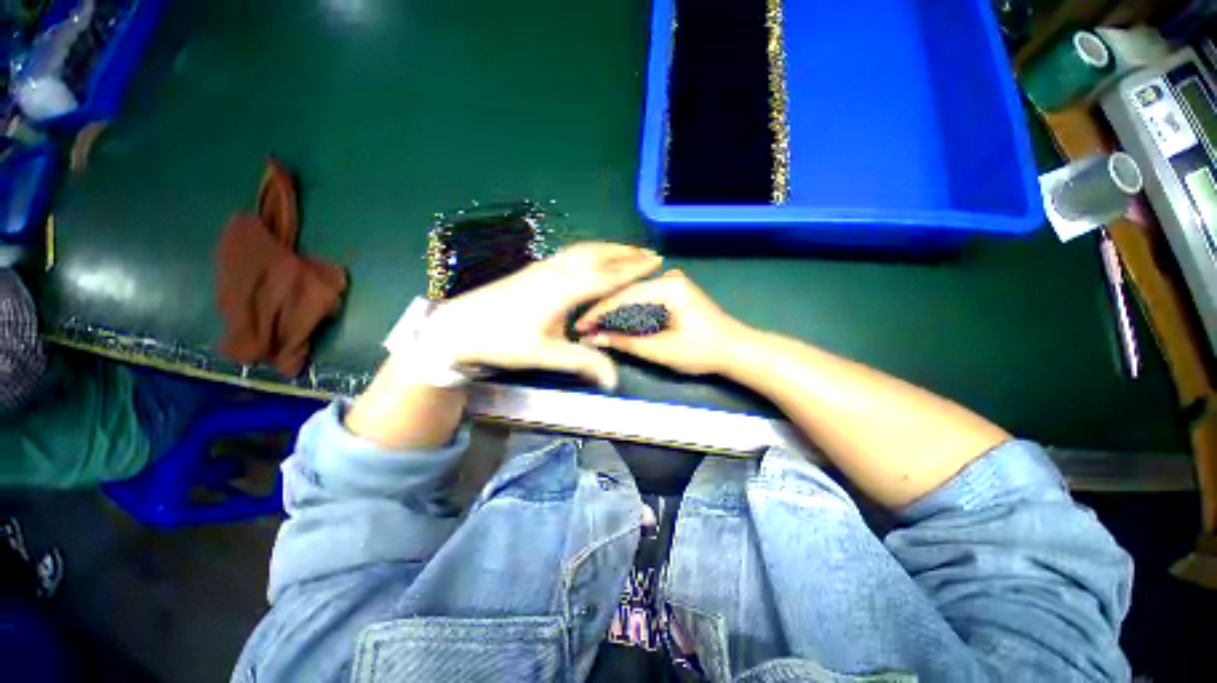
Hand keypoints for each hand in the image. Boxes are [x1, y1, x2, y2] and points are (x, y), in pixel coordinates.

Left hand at [428, 242, 662, 388]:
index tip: (655, 262)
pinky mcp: (534, 268)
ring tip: (626, 251)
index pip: (607, 275)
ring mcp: (543, 266)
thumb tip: (614, 381)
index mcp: (563, 289)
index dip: (633, 269)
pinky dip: (590, 251)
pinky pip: (570, 253)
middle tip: (648, 253)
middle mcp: (556, 271)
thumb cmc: (503, 340)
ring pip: (583, 250)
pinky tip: (592, 257)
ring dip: (608, 248)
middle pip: (597, 254)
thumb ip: (583, 363)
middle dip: (624, 252)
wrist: (459, 326)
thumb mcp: (545, 355)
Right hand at [574, 270, 753, 375]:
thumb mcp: (662, 350)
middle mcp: (669, 278)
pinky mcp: (675, 291)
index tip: (580, 326)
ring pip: (634, 296)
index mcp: (668, 287)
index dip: (599, 312)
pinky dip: (630, 312)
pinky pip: (645, 299)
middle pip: (627, 293)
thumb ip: (626, 342)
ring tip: (596, 326)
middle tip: (584, 327)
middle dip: (605, 312)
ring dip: (616, 312)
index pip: (624, 296)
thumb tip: (594, 338)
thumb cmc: (702, 351)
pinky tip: (617, 322)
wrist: (736, 350)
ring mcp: (673, 283)